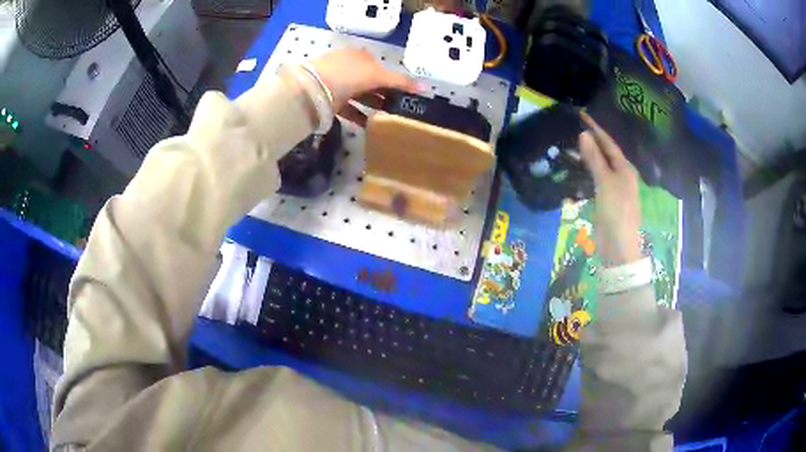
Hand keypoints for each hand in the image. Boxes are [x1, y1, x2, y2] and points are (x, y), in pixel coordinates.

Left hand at [309, 48, 419, 109]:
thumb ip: (401, 81)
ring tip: (387, 118)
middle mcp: (348, 66)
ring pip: (360, 95)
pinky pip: (348, 108)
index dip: (393, 79)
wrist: (313, 89)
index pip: (380, 67)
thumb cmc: (349, 74)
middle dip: (383, 94)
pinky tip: (369, 126)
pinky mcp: (329, 99)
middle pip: (370, 81)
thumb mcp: (378, 75)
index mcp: (360, 56)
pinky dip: (358, 116)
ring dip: (372, 105)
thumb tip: (425, 87)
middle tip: (397, 107)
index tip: (403, 94)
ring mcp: (336, 83)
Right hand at [578, 112, 642, 266]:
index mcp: (625, 168)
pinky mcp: (605, 199)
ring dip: (587, 156)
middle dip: (591, 141)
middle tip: (573, 128)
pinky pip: (594, 179)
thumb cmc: (616, 212)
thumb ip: (595, 159)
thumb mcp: (605, 183)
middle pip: (605, 153)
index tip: (581, 115)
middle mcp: (621, 175)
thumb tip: (583, 134)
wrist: (618, 246)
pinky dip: (585, 171)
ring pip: (599, 166)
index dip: (596, 129)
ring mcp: (613, 188)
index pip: (609, 143)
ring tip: (570, 145)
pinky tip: (575, 167)